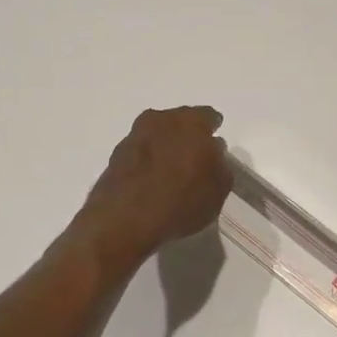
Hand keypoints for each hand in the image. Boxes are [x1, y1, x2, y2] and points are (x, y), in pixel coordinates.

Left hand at [73, 106, 233, 269]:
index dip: (213, 131)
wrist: (124, 219)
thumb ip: (220, 168)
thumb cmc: (180, 202)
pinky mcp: (116, 153)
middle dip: (188, 136)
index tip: (215, 146)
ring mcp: (135, 134)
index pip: (209, 117)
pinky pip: (141, 151)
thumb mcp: (217, 192)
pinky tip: (152, 178)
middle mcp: (162, 119)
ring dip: (166, 146)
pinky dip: (148, 159)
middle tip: (194, 156)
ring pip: (158, 134)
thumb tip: (214, 156)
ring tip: (172, 169)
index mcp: (192, 123)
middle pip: (181, 122)